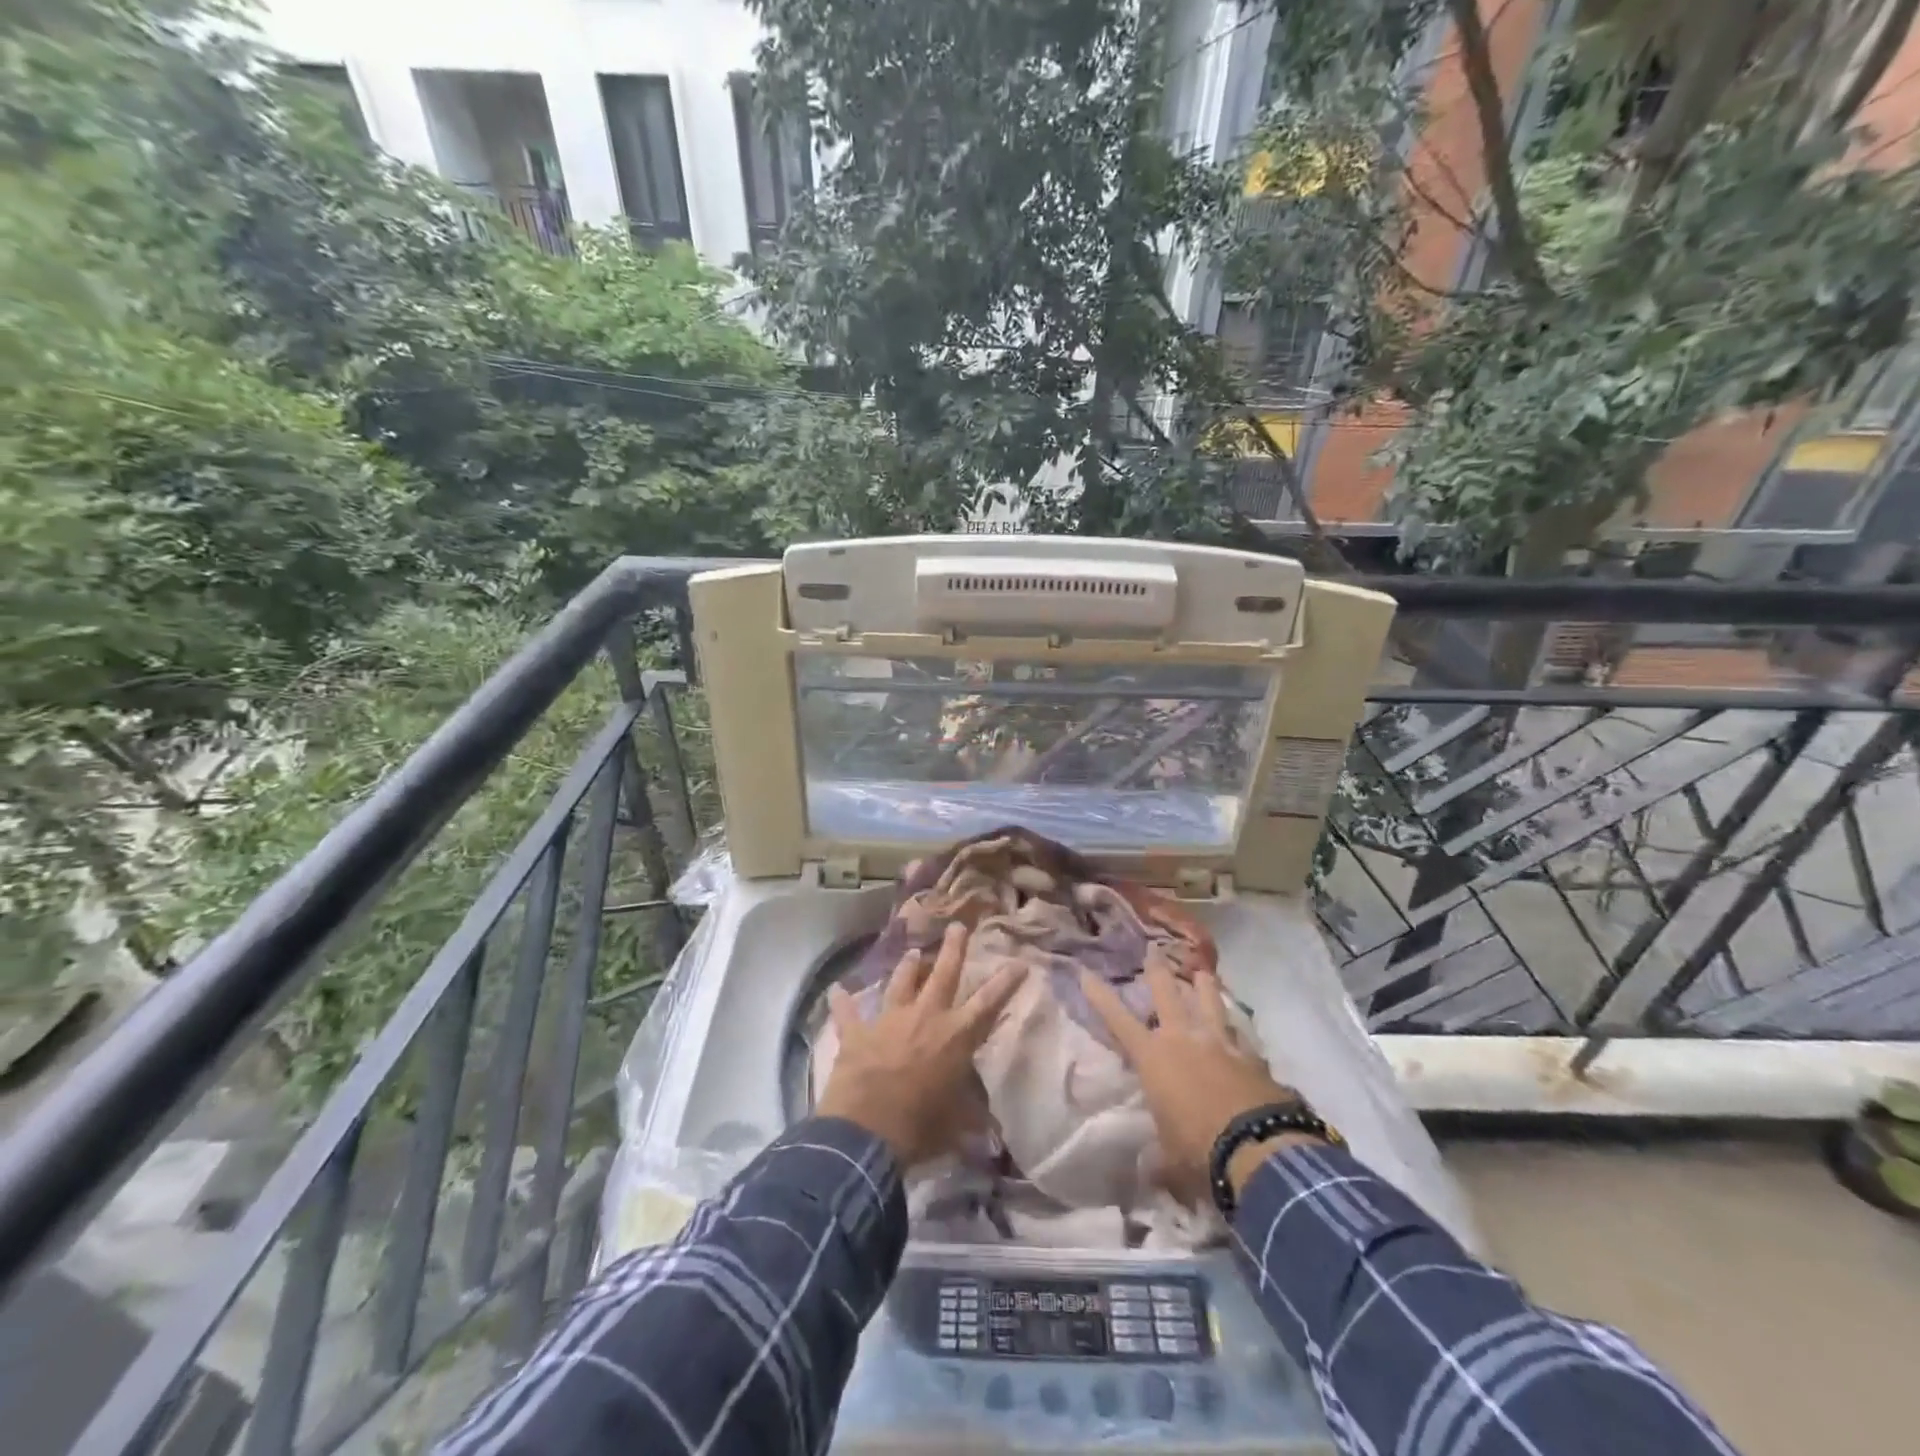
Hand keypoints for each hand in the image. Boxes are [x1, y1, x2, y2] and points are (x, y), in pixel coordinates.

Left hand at [817, 923, 1025, 1168]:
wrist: (865, 1133)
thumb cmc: (919, 1127)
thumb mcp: (955, 1125)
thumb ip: (971, 1118)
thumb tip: (990, 1133)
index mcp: (954, 1036)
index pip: (987, 1003)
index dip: (1005, 982)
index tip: (1019, 962)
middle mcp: (925, 1017)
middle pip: (943, 973)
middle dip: (953, 948)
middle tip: (957, 925)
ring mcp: (889, 1020)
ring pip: (901, 982)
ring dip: (907, 966)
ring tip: (912, 952)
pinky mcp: (857, 1032)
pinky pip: (848, 1012)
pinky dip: (841, 1000)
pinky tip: (835, 988)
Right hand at [1080, 961, 1315, 1205]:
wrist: (1258, 1149)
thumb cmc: (1199, 1150)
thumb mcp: (1170, 1161)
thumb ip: (1159, 1161)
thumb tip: (1150, 1176)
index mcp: (1154, 1058)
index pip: (1117, 1019)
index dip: (1100, 995)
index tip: (1085, 971)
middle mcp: (1184, 1039)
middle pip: (1167, 993)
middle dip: (1157, 971)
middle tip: (1153, 952)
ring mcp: (1221, 1043)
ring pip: (1210, 1001)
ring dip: (1203, 986)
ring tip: (1203, 972)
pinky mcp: (1253, 1057)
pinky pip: (1241, 1036)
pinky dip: (1237, 1032)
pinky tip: (1241, 1034)